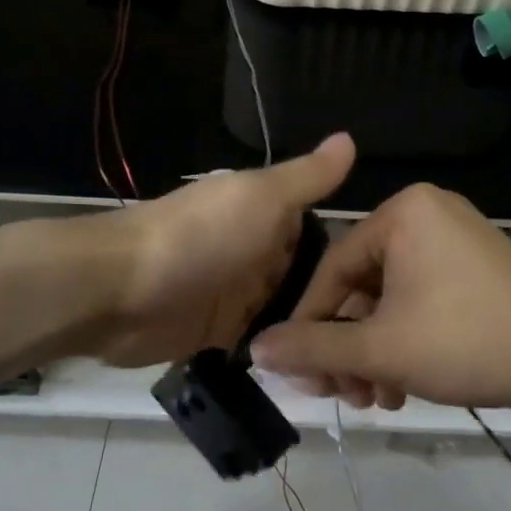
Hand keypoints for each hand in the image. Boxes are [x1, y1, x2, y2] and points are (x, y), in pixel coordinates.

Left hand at [68, 134, 355, 367]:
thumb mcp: (261, 197)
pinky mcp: (217, 333)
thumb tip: (350, 138)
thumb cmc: (198, 237)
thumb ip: (307, 177)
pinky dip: (281, 351)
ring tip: (358, 360)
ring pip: (286, 311)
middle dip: (335, 300)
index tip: (393, 285)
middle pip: (305, 276)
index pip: (319, 231)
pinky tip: (315, 372)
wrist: (118, 290)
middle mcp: (253, 250)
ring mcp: (234, 293)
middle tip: (381, 333)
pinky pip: (260, 342)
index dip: (351, 255)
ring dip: (310, 329)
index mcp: (264, 212)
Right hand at [250, 184, 510, 417]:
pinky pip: (423, 297)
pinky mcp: (478, 266)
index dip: (310, 324)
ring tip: (376, 400)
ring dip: (376, 352)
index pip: (333, 268)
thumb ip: (314, 347)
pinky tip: (404, 385)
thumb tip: (256, 349)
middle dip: (349, 347)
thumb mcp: (381, 349)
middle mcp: (428, 213)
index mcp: (403, 213)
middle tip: (342, 396)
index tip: (298, 370)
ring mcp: (457, 239)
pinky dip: (407, 339)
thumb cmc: (465, 341)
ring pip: (392, 298)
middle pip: (363, 286)